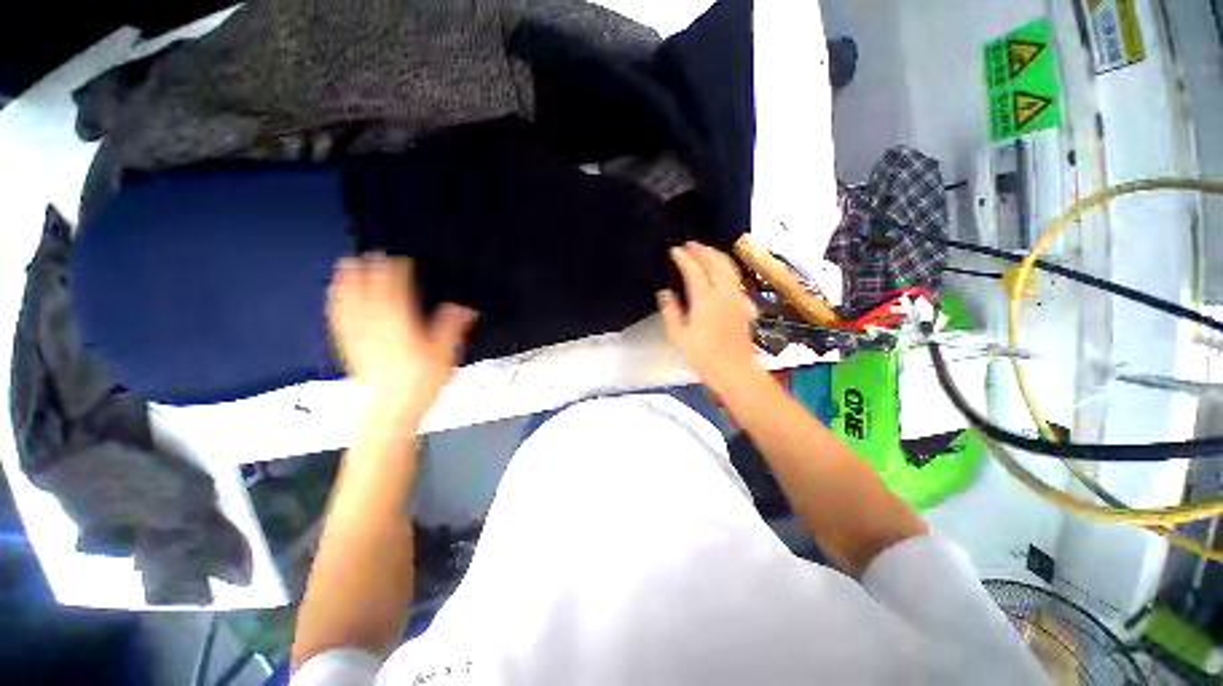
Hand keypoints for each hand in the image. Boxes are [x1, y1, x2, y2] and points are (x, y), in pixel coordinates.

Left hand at [328, 254, 477, 419]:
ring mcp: (359, 335)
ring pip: (349, 302)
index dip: (397, 272)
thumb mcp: (445, 354)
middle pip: (368, 291)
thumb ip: (451, 327)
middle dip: (370, 270)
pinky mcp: (349, 346)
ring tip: (346, 264)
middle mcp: (376, 325)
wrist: (393, 410)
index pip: (396, 290)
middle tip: (372, 253)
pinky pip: (339, 318)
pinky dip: (336, 302)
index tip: (401, 259)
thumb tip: (463, 306)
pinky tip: (334, 294)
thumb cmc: (421, 382)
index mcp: (400, 324)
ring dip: (347, 281)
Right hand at [658, 242, 761, 391]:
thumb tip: (665, 293)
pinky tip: (721, 270)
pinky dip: (726, 266)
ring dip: (715, 255)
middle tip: (689, 244)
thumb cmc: (704, 355)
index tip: (674, 251)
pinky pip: (735, 277)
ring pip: (728, 267)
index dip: (683, 258)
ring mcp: (737, 297)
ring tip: (704, 251)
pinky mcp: (744, 304)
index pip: (694, 270)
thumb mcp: (679, 335)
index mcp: (705, 299)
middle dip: (701, 250)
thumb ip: (671, 311)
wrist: (734, 369)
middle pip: (714, 262)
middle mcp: (724, 293)